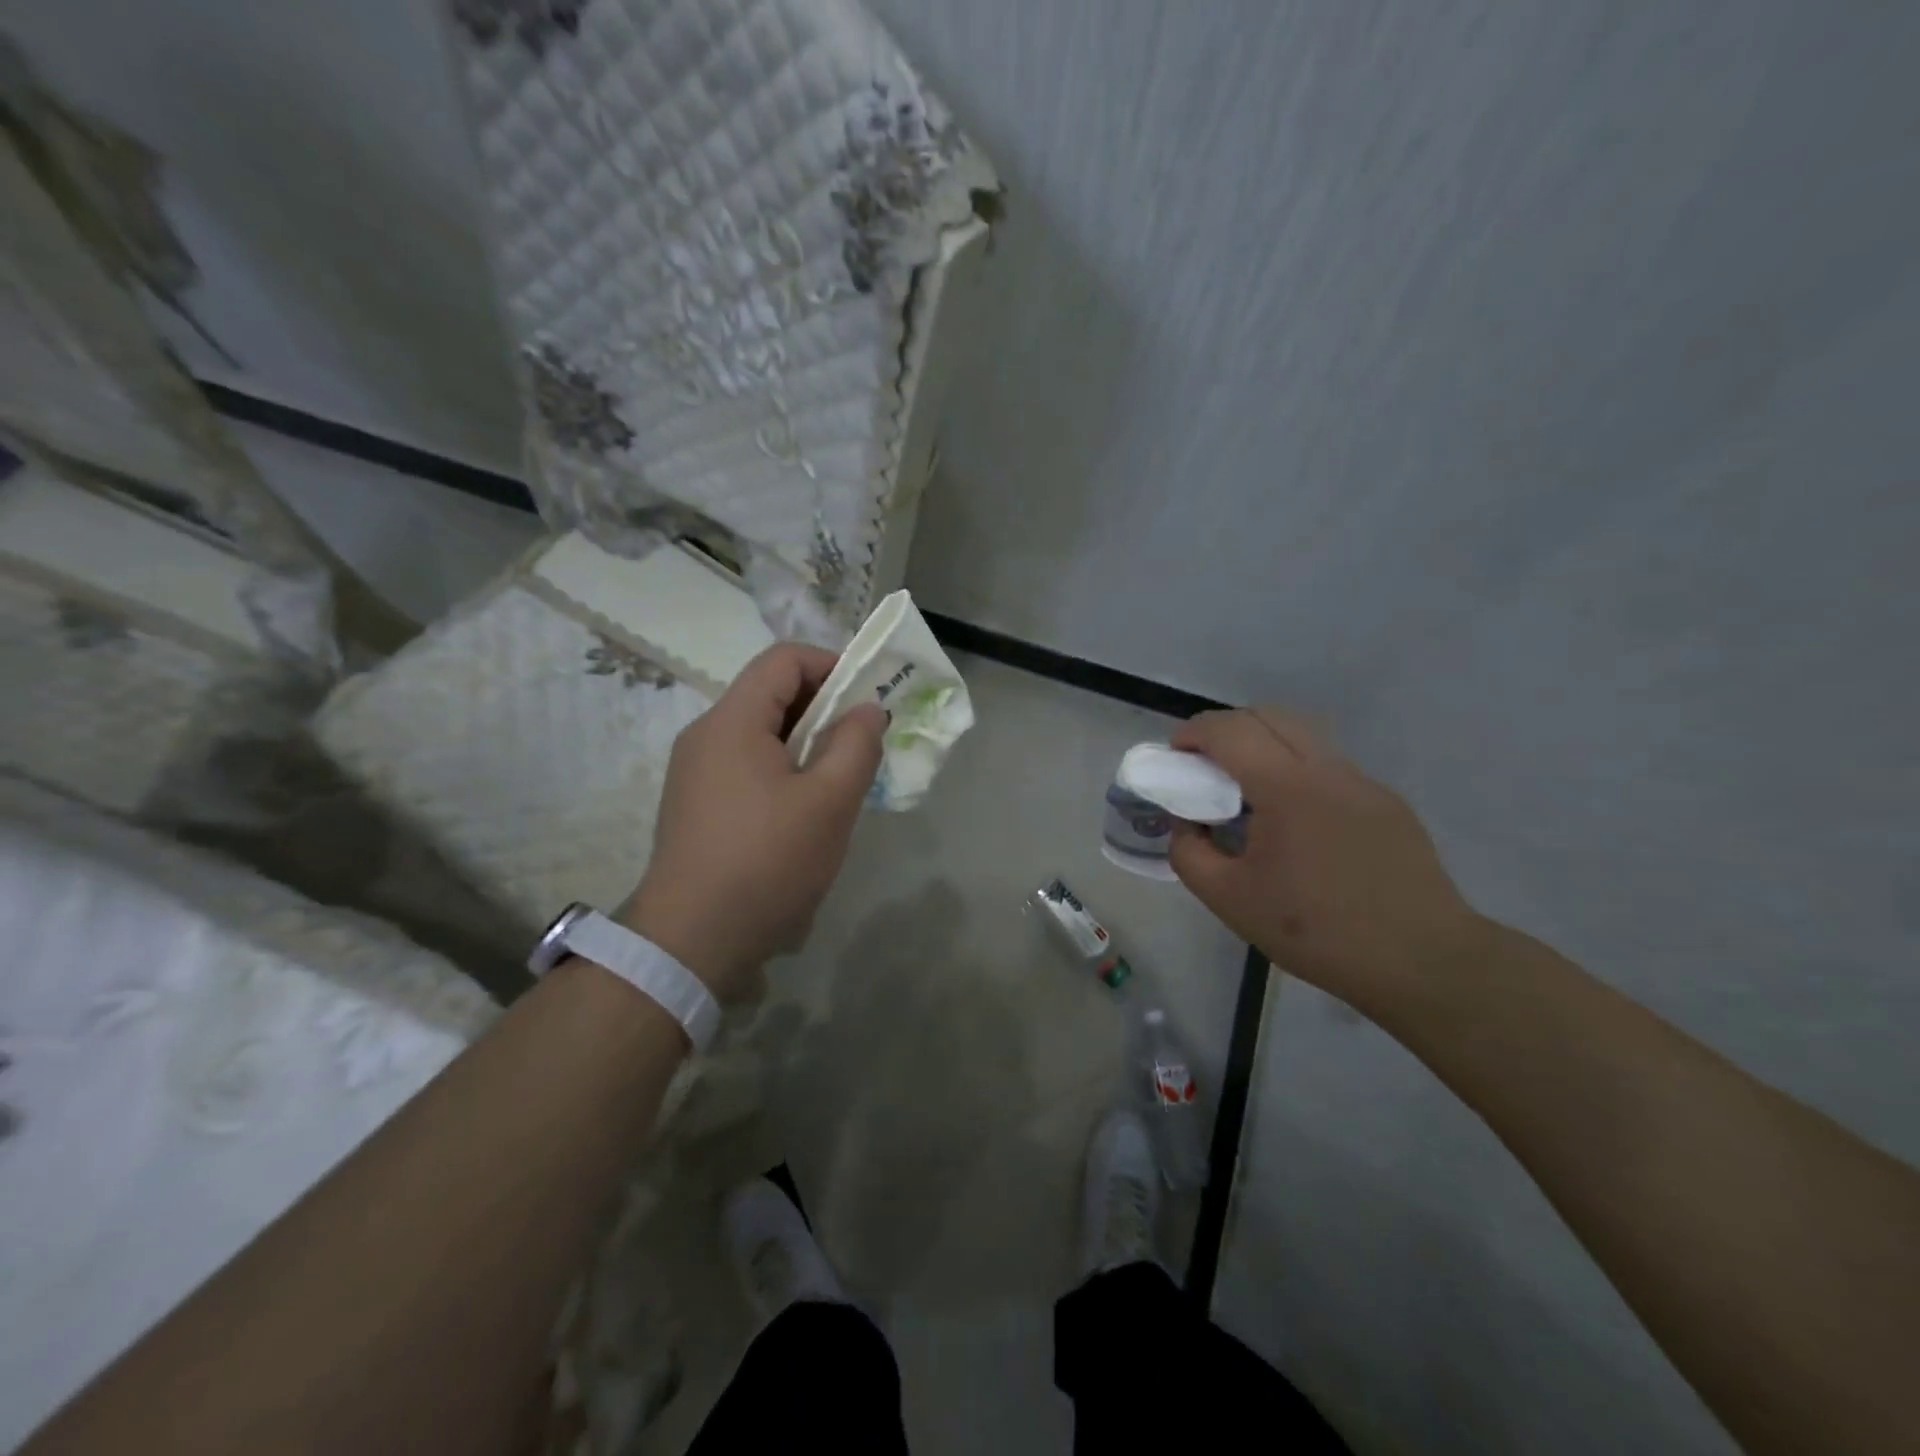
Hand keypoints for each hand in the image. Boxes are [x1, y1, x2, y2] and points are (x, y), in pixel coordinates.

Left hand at [619, 643, 884, 999]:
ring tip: (840, 780)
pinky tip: (805, 811)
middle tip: (864, 741)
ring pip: (761, 733)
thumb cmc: (767, 863)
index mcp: (732, 721)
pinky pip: (746, 765)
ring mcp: (695, 771)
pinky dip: (783, 769)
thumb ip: (856, 744)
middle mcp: (706, 734)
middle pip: (771, 693)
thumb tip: (867, 709)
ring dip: (807, 742)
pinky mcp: (695, 804)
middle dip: (825, 707)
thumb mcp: (829, 803)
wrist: (691, 941)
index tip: (869, 696)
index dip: (832, 664)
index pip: (784, 659)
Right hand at [1169, 708, 1487, 1014]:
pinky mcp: (1387, 803)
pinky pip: (1329, 767)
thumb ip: (1189, 853)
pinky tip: (1295, 822)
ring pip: (1303, 736)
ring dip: (1263, 745)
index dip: (1193, 733)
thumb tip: (1186, 824)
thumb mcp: (1230, 900)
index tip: (1174, 756)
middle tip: (1205, 767)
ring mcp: (1364, 783)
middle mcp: (1328, 770)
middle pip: (1268, 716)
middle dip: (1226, 730)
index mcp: (1287, 787)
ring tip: (1247, 791)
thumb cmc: (1316, 930)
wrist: (1421, 961)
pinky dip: (1296, 771)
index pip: (1230, 731)